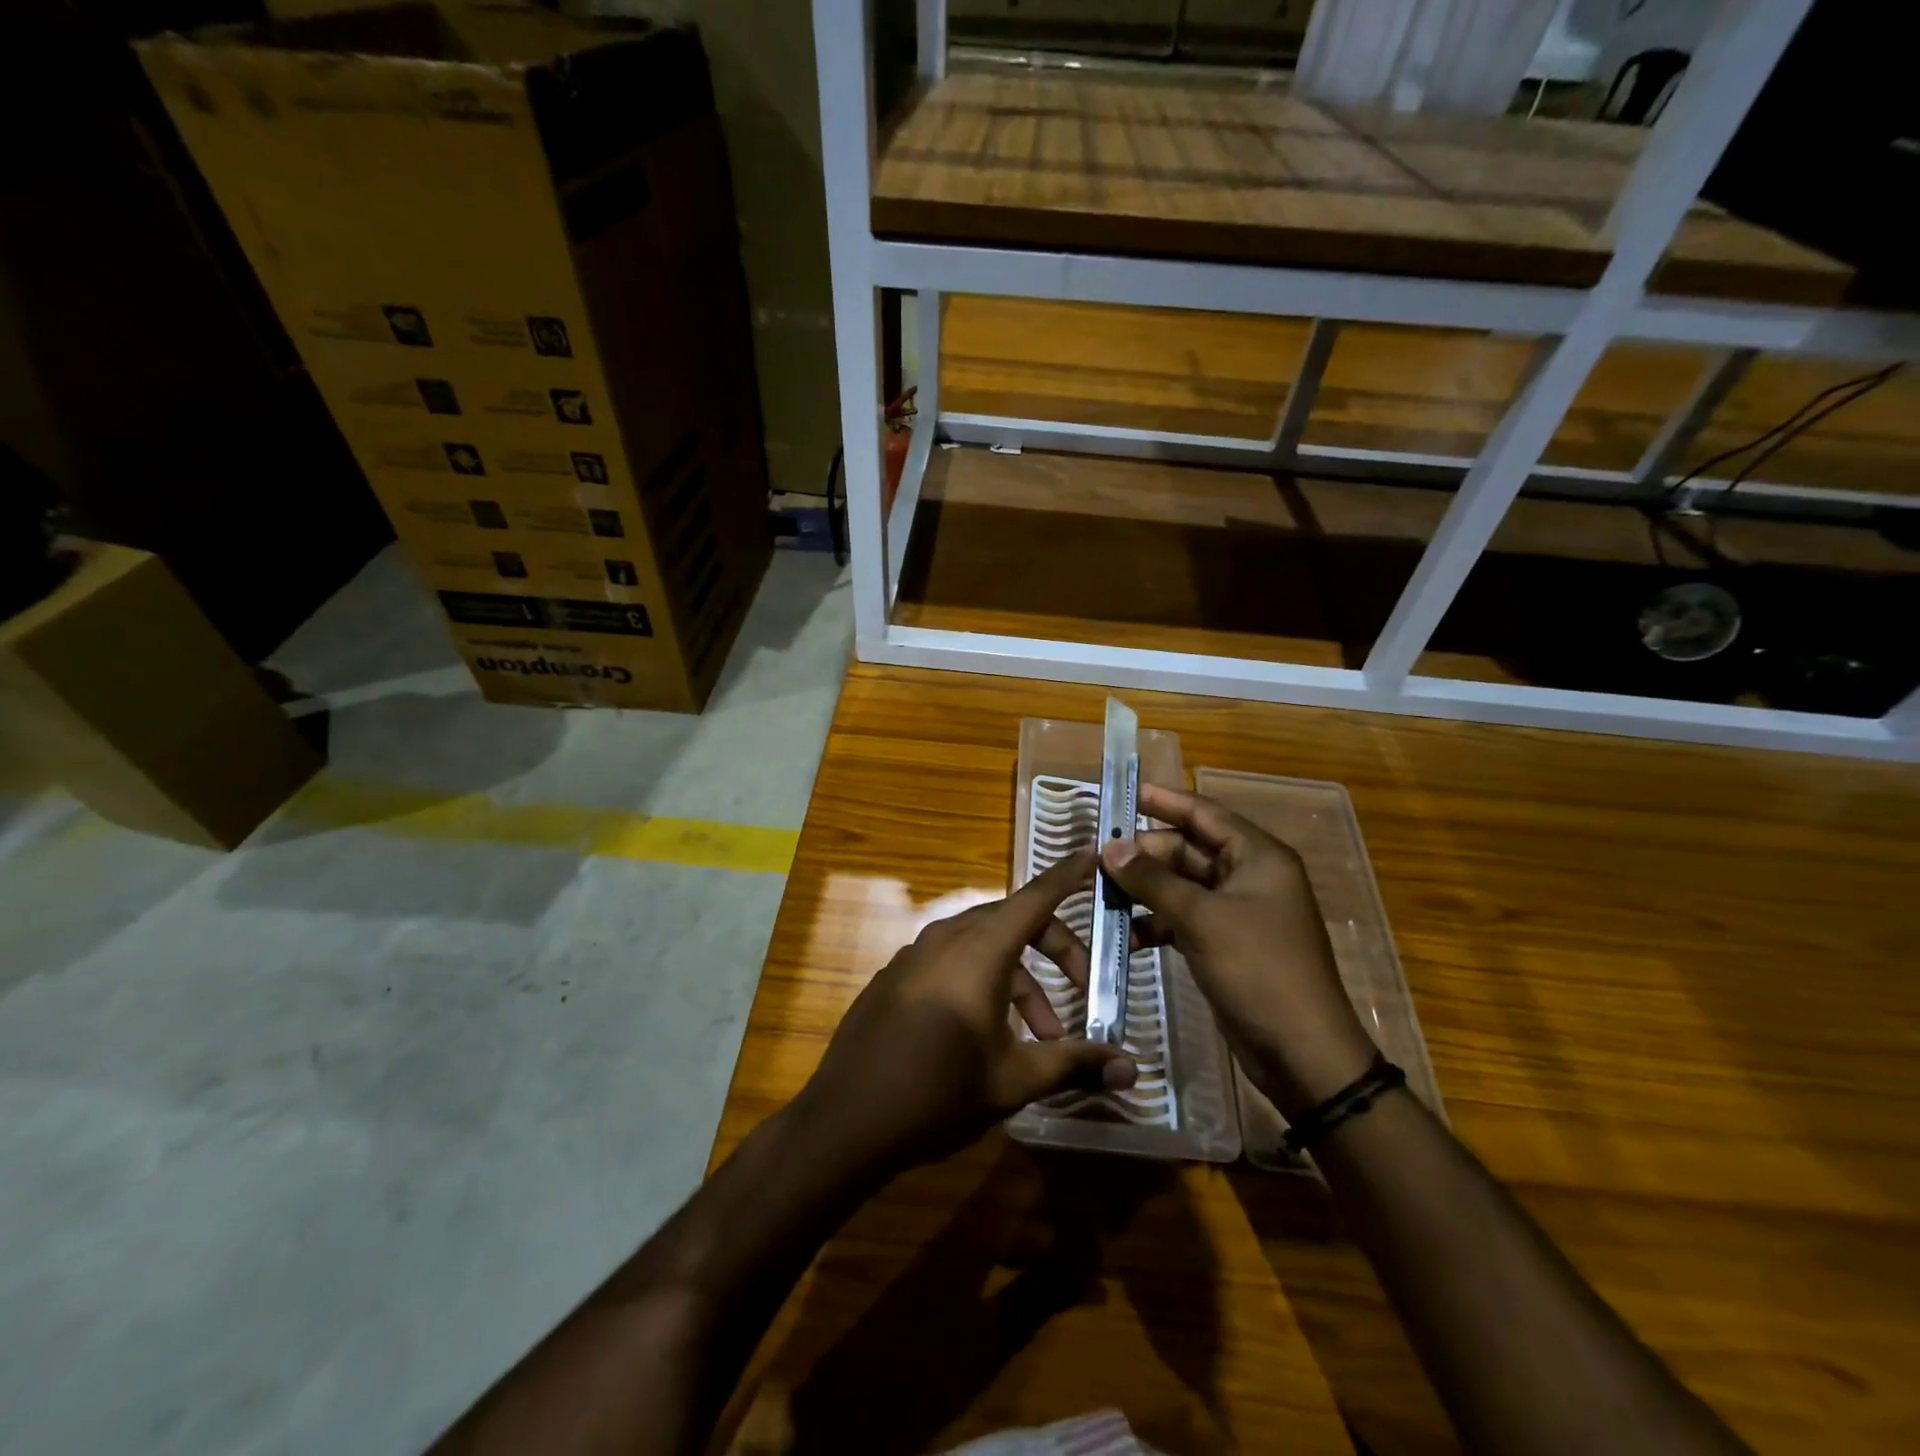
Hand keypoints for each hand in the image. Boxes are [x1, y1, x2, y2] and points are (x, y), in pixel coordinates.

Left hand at [796, 850, 1138, 1172]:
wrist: (844, 1122)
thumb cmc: (937, 1095)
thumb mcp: (1013, 1080)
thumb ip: (1074, 1065)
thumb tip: (1132, 1070)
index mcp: (978, 951)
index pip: (1035, 898)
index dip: (1068, 875)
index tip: (1094, 853)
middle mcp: (946, 938)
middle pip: (1014, 922)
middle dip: (1055, 949)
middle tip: (1083, 988)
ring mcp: (915, 954)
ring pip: (983, 945)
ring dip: (1020, 978)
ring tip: (1042, 1036)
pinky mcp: (897, 975)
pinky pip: (952, 961)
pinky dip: (982, 981)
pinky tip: (988, 1033)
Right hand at [1101, 784, 1375, 1117]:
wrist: (1302, 1054)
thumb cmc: (1258, 970)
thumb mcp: (1201, 918)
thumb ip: (1152, 880)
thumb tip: (1109, 847)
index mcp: (1257, 856)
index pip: (1203, 812)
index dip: (1163, 800)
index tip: (1122, 793)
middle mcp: (1249, 876)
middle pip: (1187, 849)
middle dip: (1144, 855)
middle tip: (1098, 860)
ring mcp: (1237, 912)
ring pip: (1181, 886)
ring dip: (1145, 890)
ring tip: (1102, 896)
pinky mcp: (1225, 943)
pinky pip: (1183, 918)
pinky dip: (1156, 922)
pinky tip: (1126, 934)